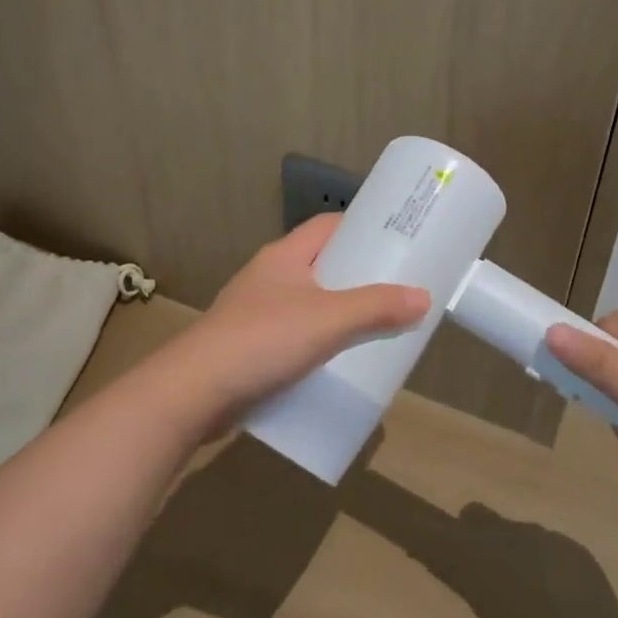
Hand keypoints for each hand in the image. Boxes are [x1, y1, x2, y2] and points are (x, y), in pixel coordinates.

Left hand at [158, 214, 429, 433]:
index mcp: (284, 256)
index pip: (328, 225)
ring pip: (308, 302)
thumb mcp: (329, 320)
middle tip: (396, 288)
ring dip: (338, 312)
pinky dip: (317, 343)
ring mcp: (255, 312)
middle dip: (357, 275)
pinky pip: (293, 335)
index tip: (396, 239)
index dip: (361, 227)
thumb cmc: (263, 340)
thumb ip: (376, 308)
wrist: (194, 392)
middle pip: (321, 264)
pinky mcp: (248, 346)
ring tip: (375, 326)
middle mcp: (268, 277)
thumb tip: (422, 297)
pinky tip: (337, 362)